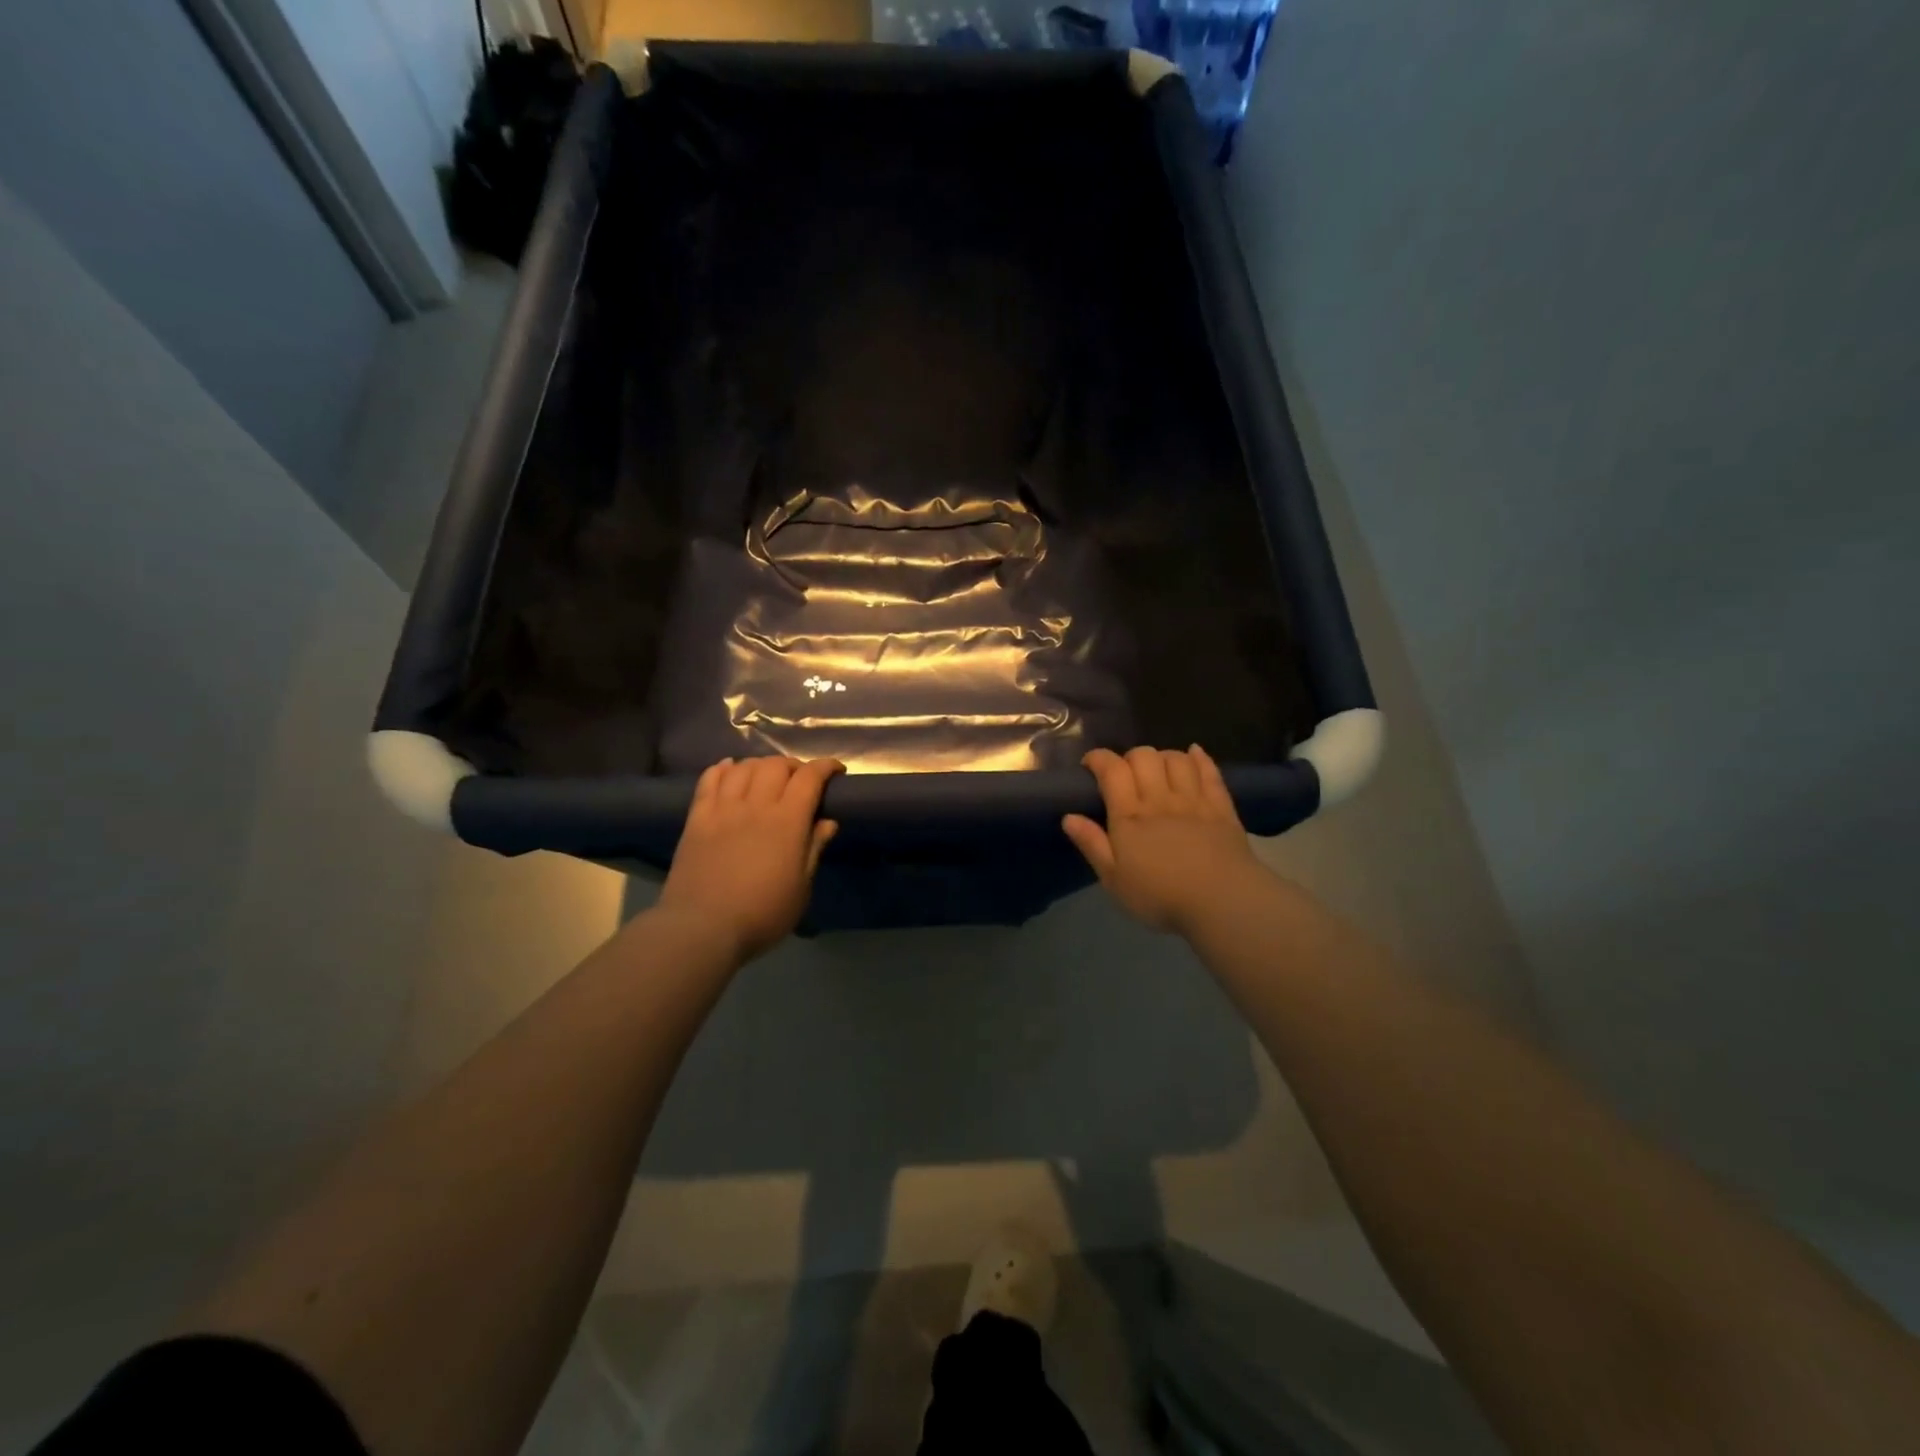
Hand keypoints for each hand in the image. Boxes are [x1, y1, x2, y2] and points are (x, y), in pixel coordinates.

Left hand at [658, 756, 842, 963]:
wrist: (702, 928)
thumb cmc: (762, 914)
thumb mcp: (801, 888)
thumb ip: (814, 849)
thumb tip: (827, 821)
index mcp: (787, 821)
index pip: (809, 777)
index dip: (825, 767)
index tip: (836, 772)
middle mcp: (756, 805)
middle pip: (775, 765)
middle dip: (793, 766)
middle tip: (800, 780)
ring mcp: (723, 810)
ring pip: (743, 767)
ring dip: (760, 765)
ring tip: (766, 777)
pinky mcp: (697, 819)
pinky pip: (708, 781)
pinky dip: (722, 769)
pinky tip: (729, 770)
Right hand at [1062, 745, 1264, 935]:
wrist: (1221, 902)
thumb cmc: (1160, 896)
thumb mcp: (1114, 879)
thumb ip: (1092, 844)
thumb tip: (1069, 817)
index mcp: (1129, 815)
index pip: (1111, 769)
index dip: (1098, 758)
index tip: (1090, 765)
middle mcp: (1160, 798)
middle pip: (1144, 756)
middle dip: (1130, 757)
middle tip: (1126, 775)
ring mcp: (1193, 800)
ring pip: (1176, 758)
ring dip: (1163, 757)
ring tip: (1158, 770)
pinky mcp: (1220, 807)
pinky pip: (1210, 771)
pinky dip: (1199, 758)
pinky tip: (1194, 754)